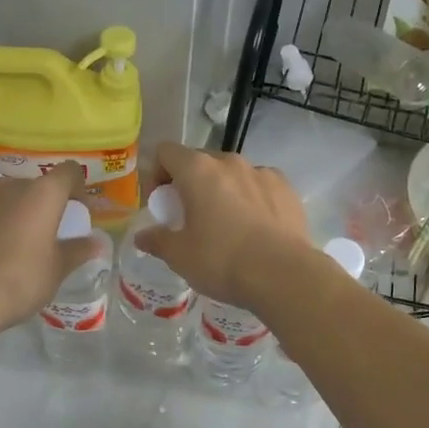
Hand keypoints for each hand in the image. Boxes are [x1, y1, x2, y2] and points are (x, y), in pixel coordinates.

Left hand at [0, 165, 101, 334]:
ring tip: (17, 244)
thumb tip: (95, 243)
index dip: (78, 187)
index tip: (79, 210)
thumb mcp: (57, 270)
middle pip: (35, 185)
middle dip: (45, 204)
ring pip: (5, 199)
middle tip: (49, 232)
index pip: (68, 172)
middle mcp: (9, 187)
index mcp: (42, 194)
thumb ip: (78, 251)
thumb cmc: (21, 279)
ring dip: (15, 213)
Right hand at [134, 143, 313, 309]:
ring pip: (232, 174)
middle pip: (199, 161)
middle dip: (189, 184)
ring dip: (222, 191)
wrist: (284, 275)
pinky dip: (251, 199)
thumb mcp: (180, 256)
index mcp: (198, 170)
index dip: (156, 174)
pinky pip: (259, 186)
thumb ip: (157, 241)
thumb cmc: (222, 261)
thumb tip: (142, 237)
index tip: (161, 204)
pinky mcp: (286, 188)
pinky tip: (255, 229)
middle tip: (190, 218)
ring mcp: (262, 172)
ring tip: (227, 225)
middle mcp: (230, 162)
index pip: (165, 152)